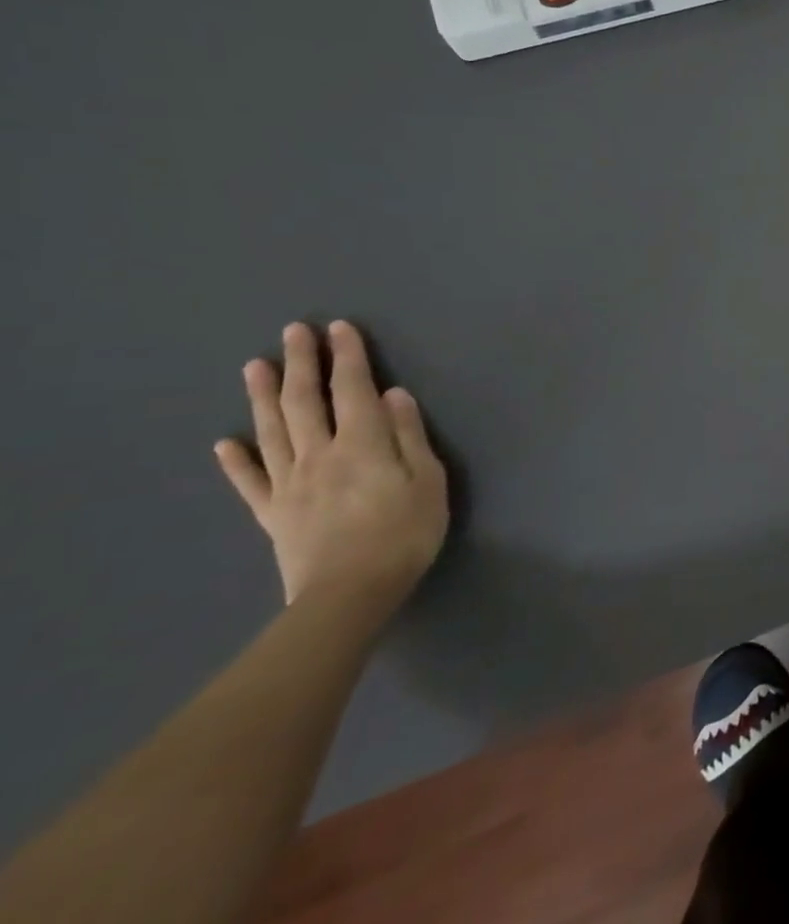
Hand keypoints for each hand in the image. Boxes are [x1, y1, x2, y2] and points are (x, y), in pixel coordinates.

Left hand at [215, 321, 448, 609]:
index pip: (353, 390)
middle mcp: (319, 455)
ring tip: (256, 366)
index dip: (347, 357)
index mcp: (362, 445)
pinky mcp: (273, 514)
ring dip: (263, 396)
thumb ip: (409, 435)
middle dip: (302, 363)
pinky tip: (225, 443)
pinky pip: (250, 482)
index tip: (340, 328)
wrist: (350, 595)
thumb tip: (393, 394)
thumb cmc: (405, 533)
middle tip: (294, 331)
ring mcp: (290, 484)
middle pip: (305, 402)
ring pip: (272, 432)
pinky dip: (236, 460)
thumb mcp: (427, 480)